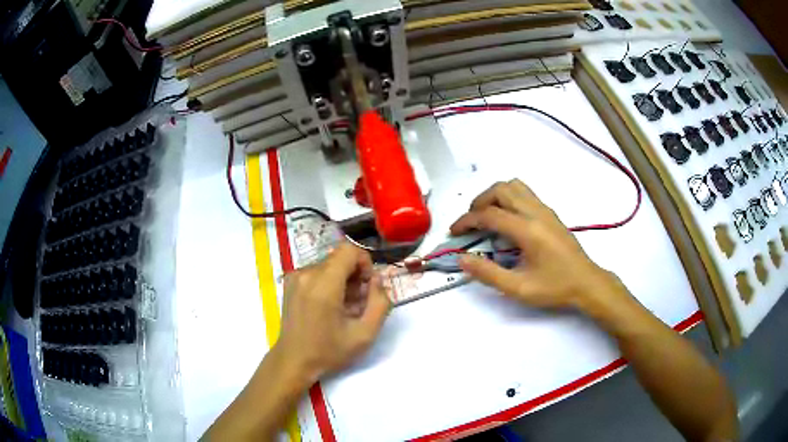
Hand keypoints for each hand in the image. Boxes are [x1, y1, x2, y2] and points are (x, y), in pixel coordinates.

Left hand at [274, 243, 390, 382]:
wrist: (294, 361)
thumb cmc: (329, 351)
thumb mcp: (365, 334)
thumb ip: (380, 303)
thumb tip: (377, 280)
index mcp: (323, 285)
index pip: (349, 250)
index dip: (364, 262)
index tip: (367, 286)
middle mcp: (306, 273)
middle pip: (339, 258)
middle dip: (354, 275)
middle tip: (358, 303)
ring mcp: (295, 276)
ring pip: (329, 265)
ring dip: (342, 280)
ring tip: (342, 308)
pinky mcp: (290, 282)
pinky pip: (317, 271)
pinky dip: (328, 283)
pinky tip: (328, 306)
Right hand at [451, 179, 626, 314]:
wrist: (586, 283)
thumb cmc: (554, 287)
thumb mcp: (518, 288)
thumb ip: (488, 273)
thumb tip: (462, 259)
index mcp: (527, 230)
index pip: (489, 215)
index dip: (467, 221)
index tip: (454, 232)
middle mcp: (536, 212)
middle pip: (501, 189)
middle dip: (479, 202)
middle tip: (471, 223)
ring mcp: (545, 210)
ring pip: (514, 186)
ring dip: (495, 195)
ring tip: (487, 216)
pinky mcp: (550, 213)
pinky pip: (525, 193)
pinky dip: (509, 197)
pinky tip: (507, 219)